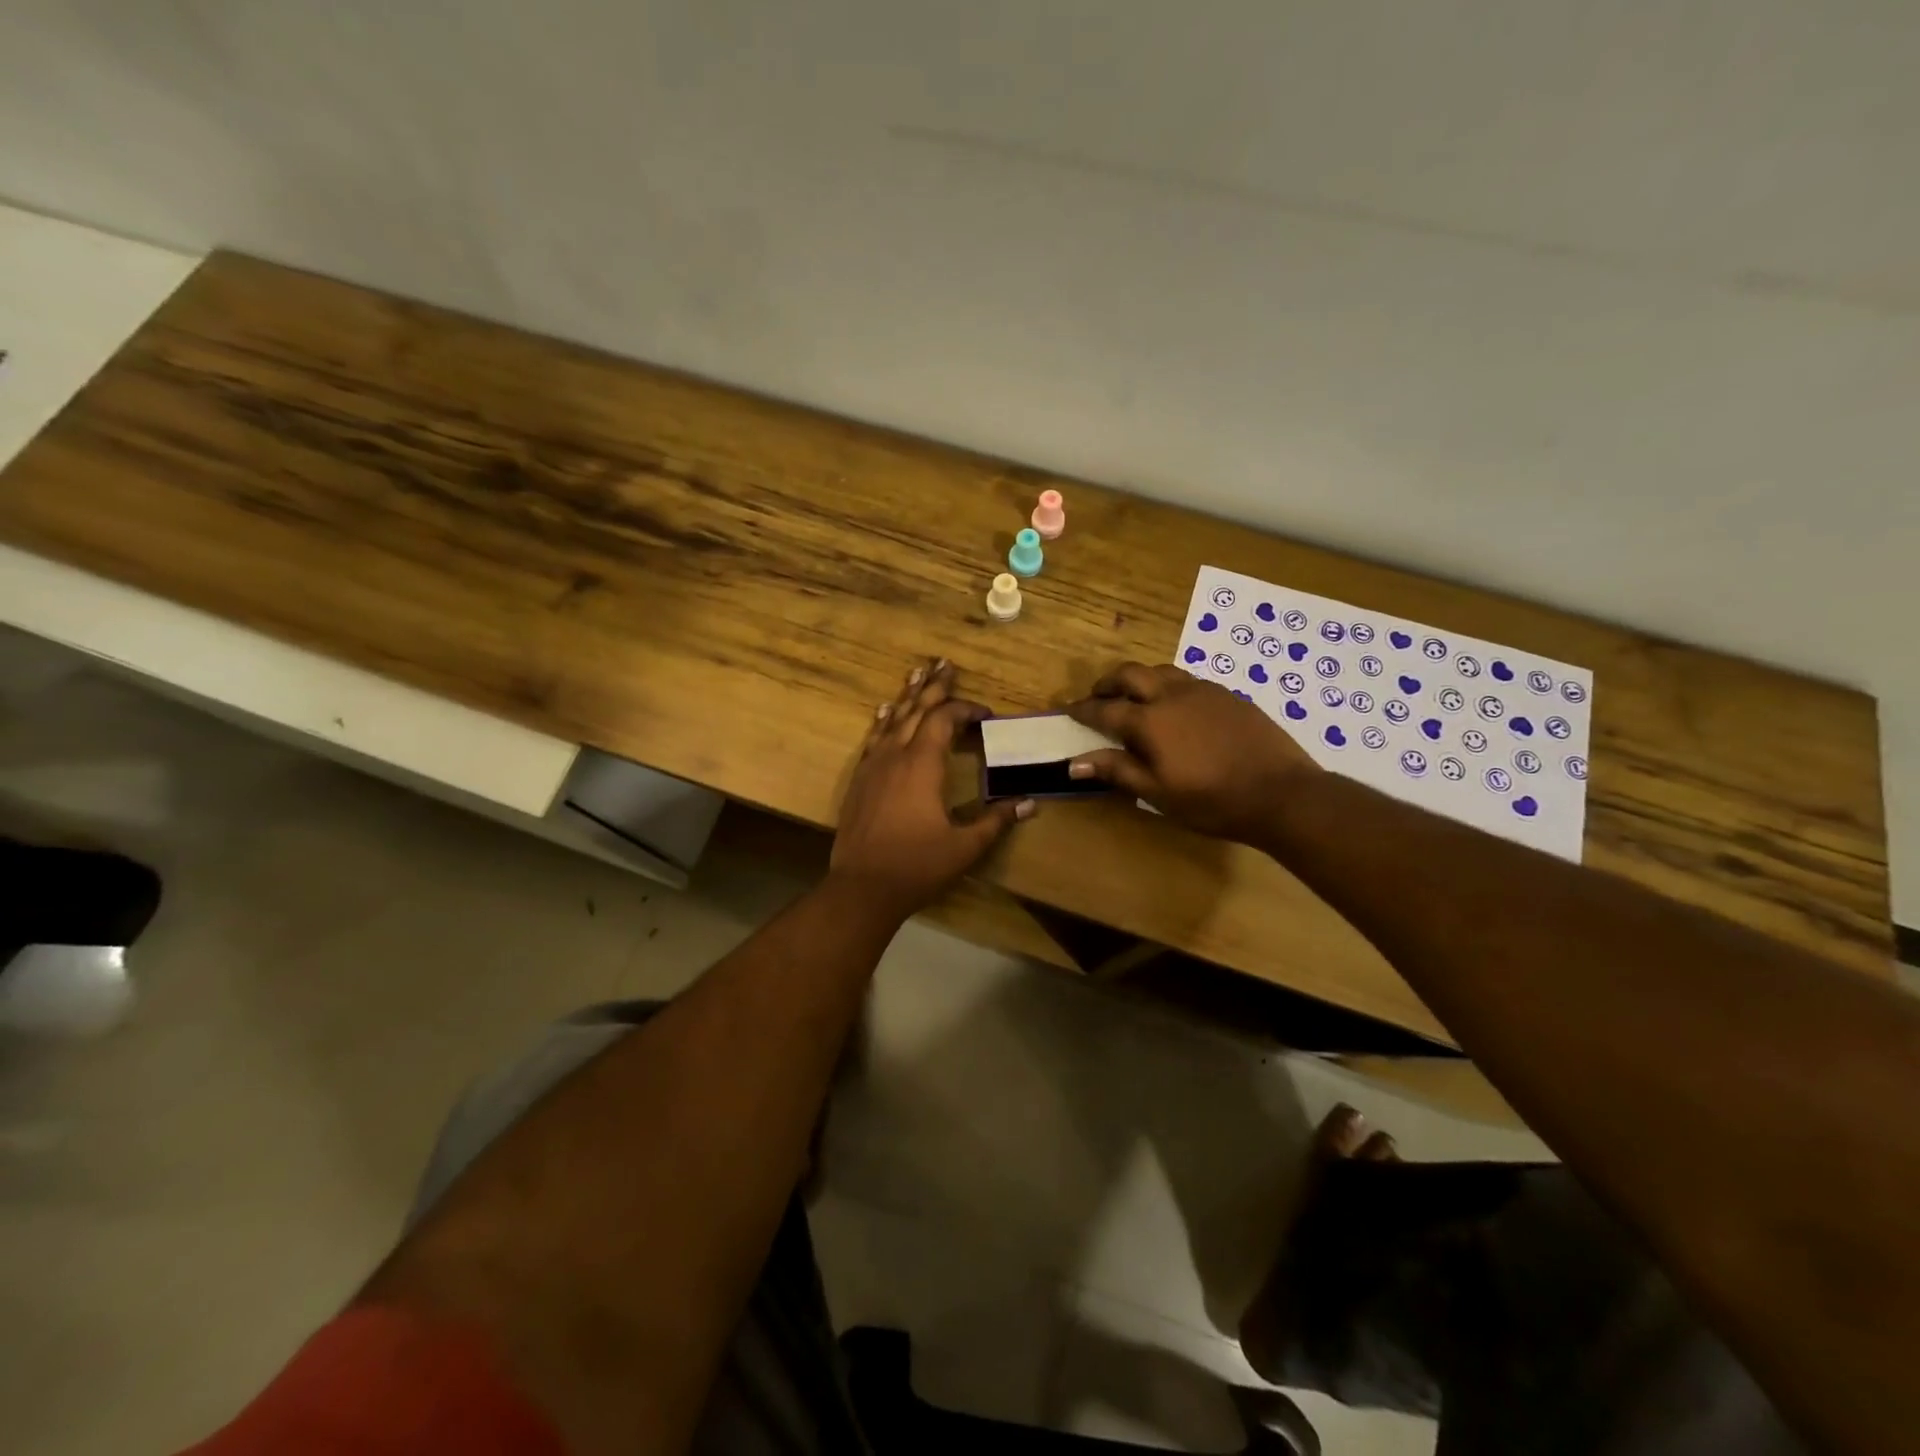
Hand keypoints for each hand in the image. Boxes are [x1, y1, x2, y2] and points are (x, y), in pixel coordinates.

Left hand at [831, 659, 1034, 917]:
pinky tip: (885, 712)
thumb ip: (996, 821)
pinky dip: (883, 721)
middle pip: (916, 710)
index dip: (964, 710)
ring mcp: (873, 766)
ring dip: (908, 696)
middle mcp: (896, 756)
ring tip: (917, 673)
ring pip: (893, 720)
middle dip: (934, 687)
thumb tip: (1031, 803)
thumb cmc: (917, 866)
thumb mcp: (965, 846)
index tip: (985, 714)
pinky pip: (874, 739)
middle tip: (944, 663)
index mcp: (923, 765)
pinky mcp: (860, 780)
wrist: (862, 887)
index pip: (944, 721)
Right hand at [1065, 662, 1317, 841]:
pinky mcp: (1228, 695)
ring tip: (1135, 697)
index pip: (1105, 709)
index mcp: (1150, 721)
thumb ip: (1117, 771)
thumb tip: (1074, 763)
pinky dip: (1169, 686)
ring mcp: (1204, 691)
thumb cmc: (1213, 801)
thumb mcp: (1158, 793)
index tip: (1068, 710)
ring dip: (1139, 679)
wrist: (1283, 794)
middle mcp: (1172, 695)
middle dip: (1108, 683)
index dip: (1083, 709)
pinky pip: (1188, 680)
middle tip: (1097, 696)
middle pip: (1130, 674)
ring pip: (1161, 671)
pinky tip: (1176, 707)